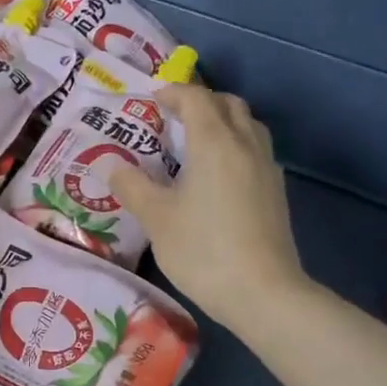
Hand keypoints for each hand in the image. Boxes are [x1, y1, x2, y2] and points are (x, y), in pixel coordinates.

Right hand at [110, 83, 306, 334]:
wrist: (262, 291)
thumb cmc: (202, 250)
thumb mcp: (157, 219)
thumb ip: (132, 187)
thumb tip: (110, 165)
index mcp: (214, 142)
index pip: (196, 99)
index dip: (173, 93)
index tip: (152, 100)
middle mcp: (245, 144)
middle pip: (228, 104)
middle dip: (201, 102)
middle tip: (173, 118)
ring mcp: (266, 167)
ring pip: (248, 125)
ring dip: (223, 121)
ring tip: (196, 142)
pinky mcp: (276, 191)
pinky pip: (256, 150)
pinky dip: (236, 145)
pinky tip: (219, 174)